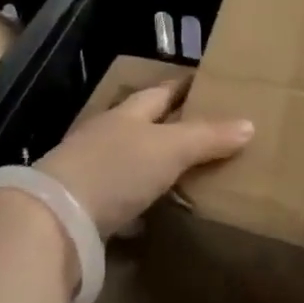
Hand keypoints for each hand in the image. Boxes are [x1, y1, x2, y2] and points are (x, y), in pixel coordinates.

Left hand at [36, 80, 253, 237]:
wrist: (54, 219)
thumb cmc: (115, 169)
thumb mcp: (169, 149)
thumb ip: (207, 137)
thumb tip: (249, 123)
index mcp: (128, 113)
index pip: (162, 91)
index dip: (185, 86)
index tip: (208, 82)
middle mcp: (107, 135)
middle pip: (144, 124)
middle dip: (171, 125)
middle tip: (206, 130)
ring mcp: (92, 170)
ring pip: (131, 161)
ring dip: (153, 165)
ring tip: (186, 172)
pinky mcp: (84, 206)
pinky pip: (120, 198)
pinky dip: (138, 203)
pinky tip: (151, 216)